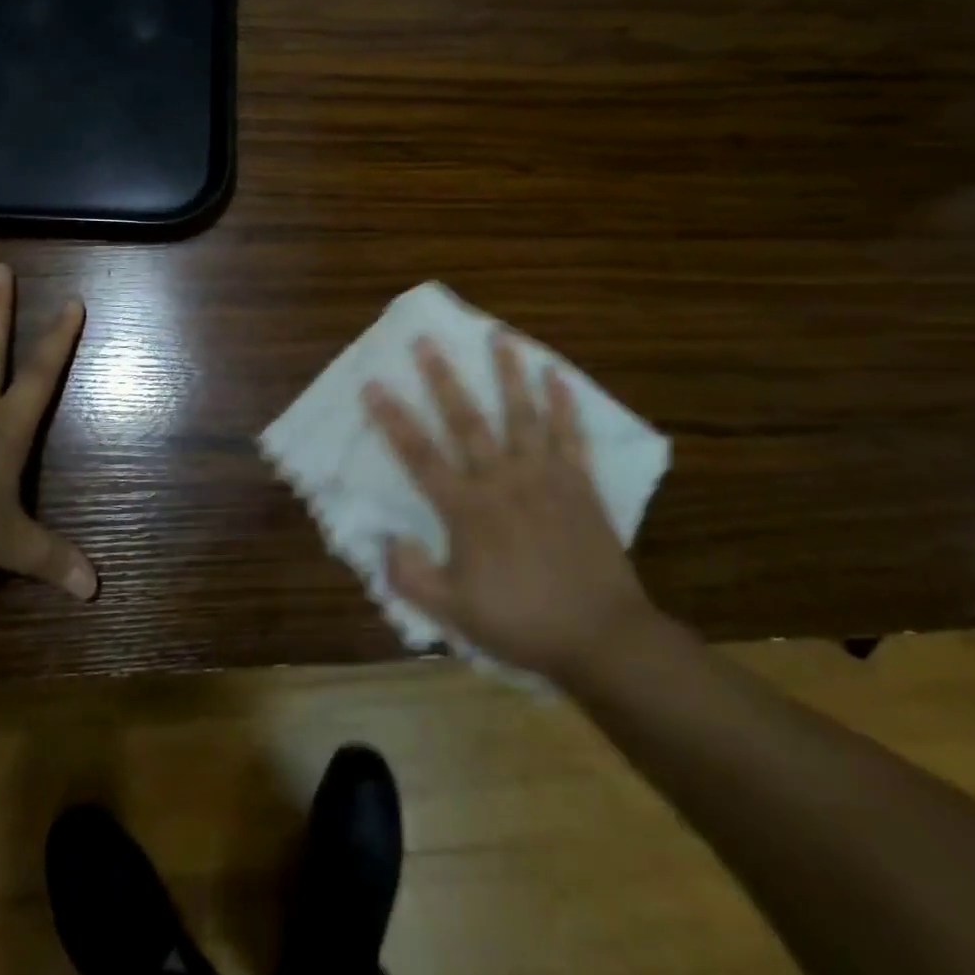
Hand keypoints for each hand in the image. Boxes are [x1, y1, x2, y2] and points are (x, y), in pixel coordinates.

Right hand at [365, 333, 660, 681]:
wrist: (600, 636)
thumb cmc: (522, 622)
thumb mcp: (454, 613)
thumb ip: (411, 577)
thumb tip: (385, 539)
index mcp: (468, 509)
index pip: (420, 456)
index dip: (394, 420)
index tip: (374, 384)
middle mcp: (503, 480)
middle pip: (467, 421)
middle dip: (442, 379)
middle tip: (426, 341)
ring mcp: (545, 476)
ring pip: (523, 414)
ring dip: (509, 374)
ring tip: (500, 337)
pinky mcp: (580, 483)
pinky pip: (571, 435)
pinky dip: (564, 404)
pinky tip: (557, 376)